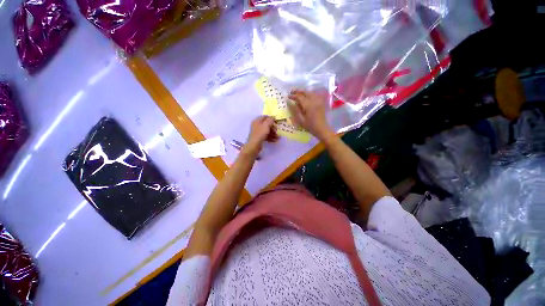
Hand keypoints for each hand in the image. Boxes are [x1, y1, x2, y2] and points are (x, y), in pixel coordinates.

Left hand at [243, 116, 278, 155]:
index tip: (276, 122)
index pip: (265, 117)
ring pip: (267, 131)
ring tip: (278, 137)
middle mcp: (257, 125)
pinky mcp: (259, 138)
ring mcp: (258, 132)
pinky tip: (275, 140)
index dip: (271, 119)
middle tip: (277, 131)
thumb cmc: (260, 134)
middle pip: (267, 124)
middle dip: (273, 128)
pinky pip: (266, 136)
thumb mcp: (266, 125)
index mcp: (257, 121)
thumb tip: (273, 117)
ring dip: (273, 133)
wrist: (254, 146)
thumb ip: (270, 120)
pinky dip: (270, 137)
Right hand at [288, 89, 333, 140]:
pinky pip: (314, 95)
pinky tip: (306, 96)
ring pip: (310, 92)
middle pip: (305, 92)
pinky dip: (309, 94)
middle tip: (292, 92)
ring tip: (298, 93)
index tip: (288, 96)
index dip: (293, 96)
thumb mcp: (301, 120)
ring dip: (303, 92)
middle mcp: (314, 101)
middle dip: (298, 91)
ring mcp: (318, 101)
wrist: (322, 129)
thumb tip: (291, 103)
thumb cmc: (310, 126)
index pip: (299, 97)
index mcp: (308, 105)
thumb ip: (296, 111)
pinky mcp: (320, 103)